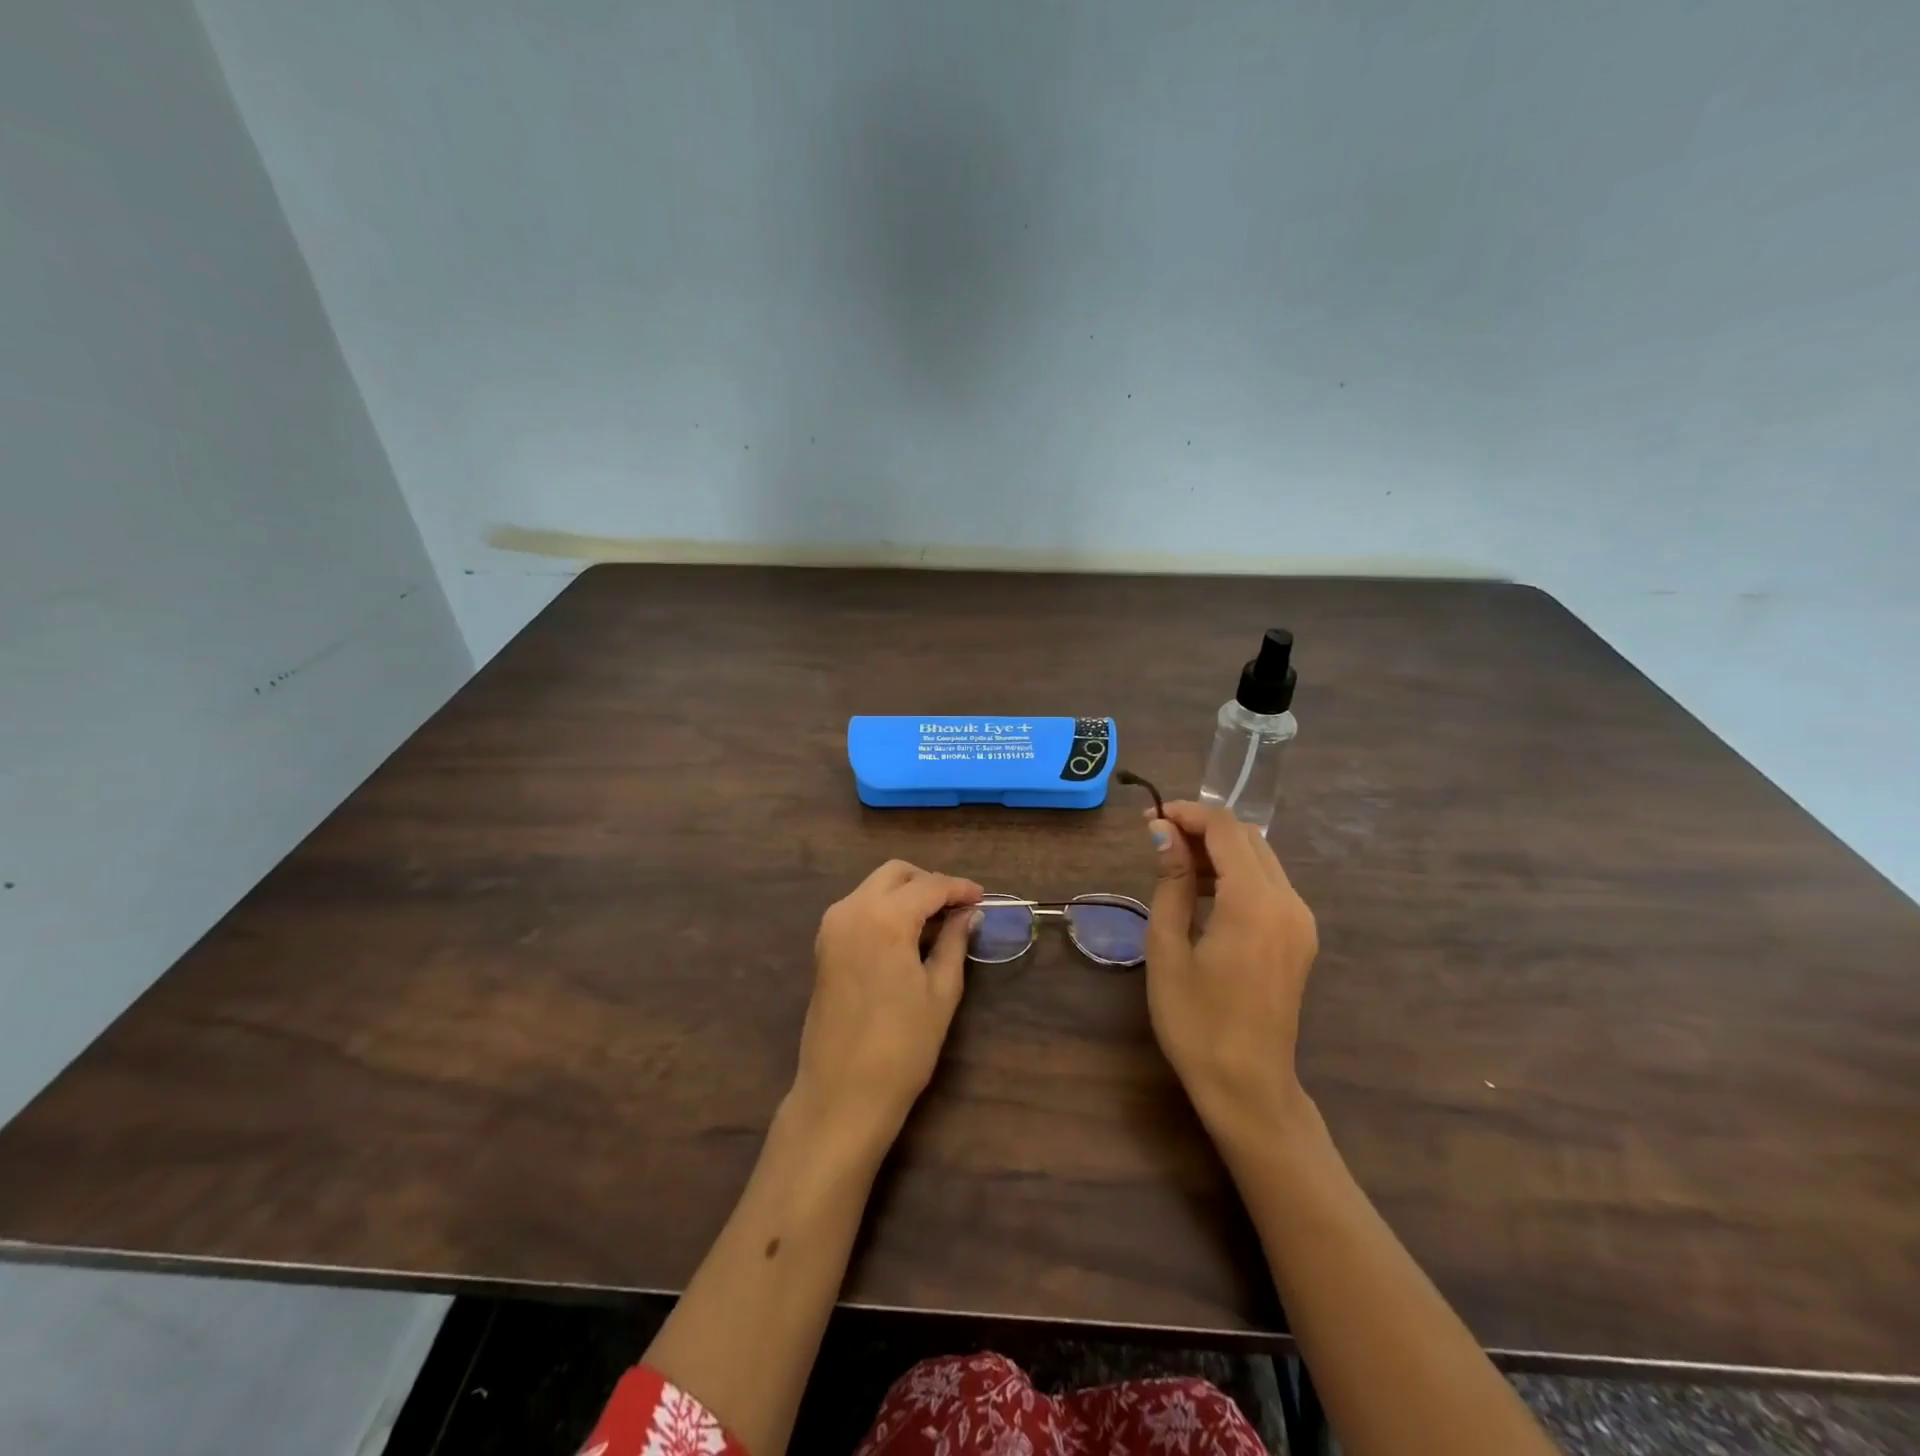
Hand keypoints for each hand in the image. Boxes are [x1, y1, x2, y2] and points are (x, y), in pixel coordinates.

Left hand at [789, 860, 982, 1161]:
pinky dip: (885, 908)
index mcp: (884, 918)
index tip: (982, 898)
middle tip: (959, 907)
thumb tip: (969, 914)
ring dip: (906, 893)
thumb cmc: (902, 1046)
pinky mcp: (824, 945)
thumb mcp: (941, 991)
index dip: (959, 888)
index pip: (929, 886)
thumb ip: (954, 942)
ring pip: (874, 887)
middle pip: (895, 874)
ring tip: (938, 920)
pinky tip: (908, 933)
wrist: (842, 1094)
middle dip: (929, 882)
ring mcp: (832, 926)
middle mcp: (852, 910)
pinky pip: (859, 908)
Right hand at [1143, 802, 1318, 1137]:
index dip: (1187, 813)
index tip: (1149, 818)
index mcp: (1254, 903)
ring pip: (1261, 858)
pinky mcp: (1301, 936)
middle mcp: (1288, 902)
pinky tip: (1205, 893)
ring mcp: (1301, 920)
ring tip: (1174, 865)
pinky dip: (1237, 874)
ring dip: (1219, 849)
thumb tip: (1163, 832)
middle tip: (1157, 838)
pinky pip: (1269, 885)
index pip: (1225, 829)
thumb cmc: (1195, 1021)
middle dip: (1202, 827)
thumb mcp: (1168, 947)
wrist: (1248, 1086)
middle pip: (1248, 838)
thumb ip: (1172, 882)